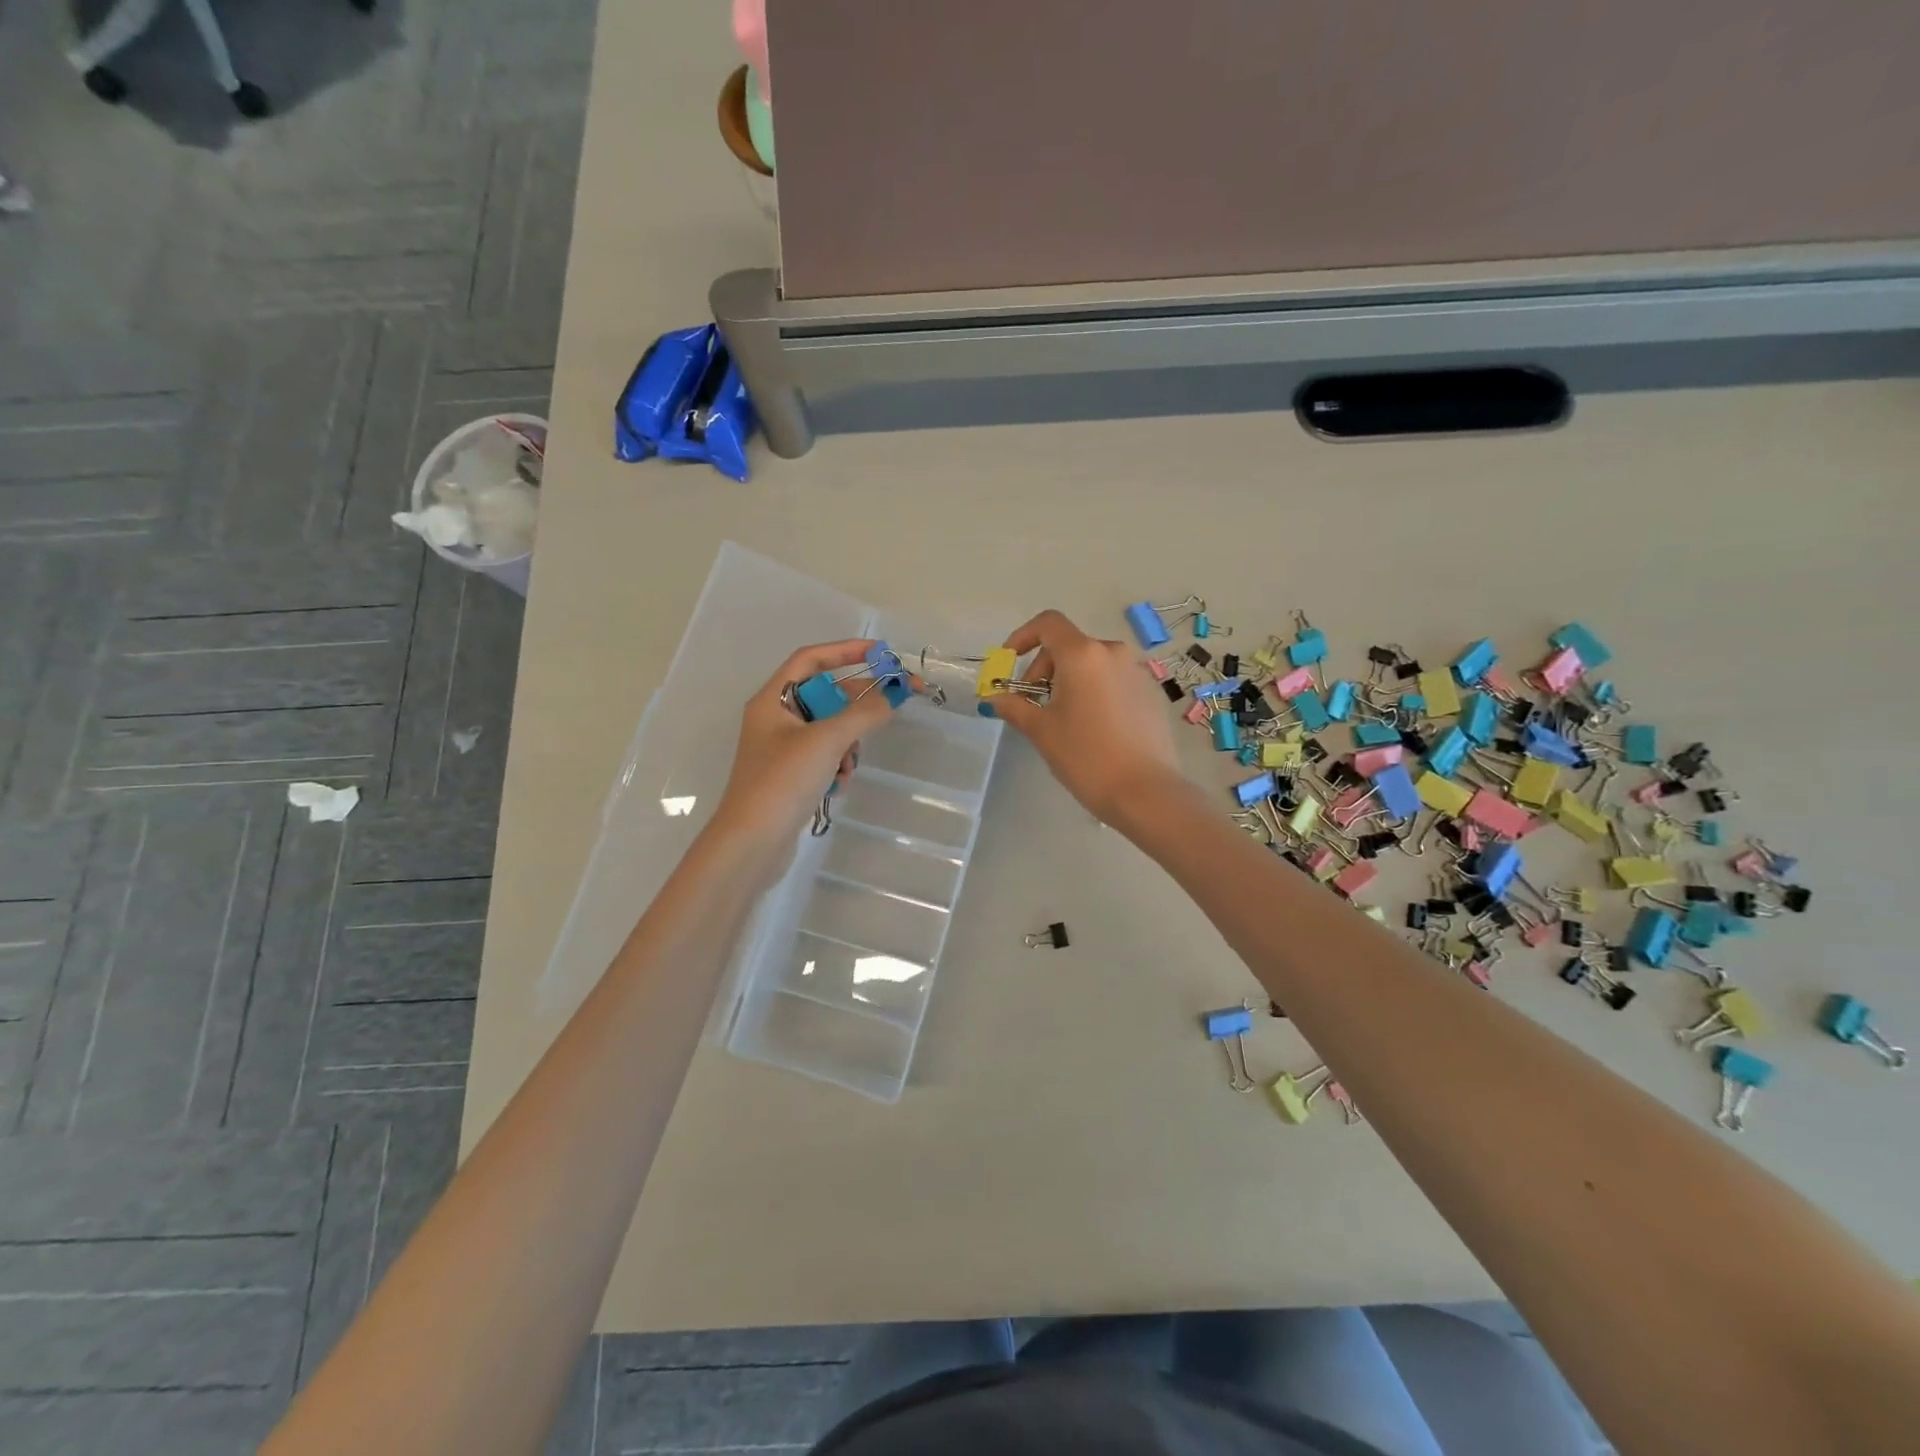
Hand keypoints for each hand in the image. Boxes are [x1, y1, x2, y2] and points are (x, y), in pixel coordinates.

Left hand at [707, 640, 902, 872]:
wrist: (752, 843)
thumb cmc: (783, 782)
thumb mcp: (827, 741)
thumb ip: (863, 713)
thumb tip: (893, 694)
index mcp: (773, 699)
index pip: (811, 659)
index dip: (846, 651)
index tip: (881, 655)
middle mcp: (775, 719)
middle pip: (825, 696)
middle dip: (855, 707)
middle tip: (893, 707)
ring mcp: (782, 749)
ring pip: (829, 729)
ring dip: (847, 744)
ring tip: (847, 765)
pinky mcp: (791, 776)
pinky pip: (824, 756)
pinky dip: (837, 766)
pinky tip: (837, 785)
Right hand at [986, 610, 1188, 830]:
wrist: (1146, 792)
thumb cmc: (1086, 756)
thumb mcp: (1042, 731)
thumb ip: (1015, 707)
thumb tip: (994, 698)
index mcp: (1083, 654)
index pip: (1048, 623)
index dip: (1023, 636)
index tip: (1009, 662)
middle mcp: (1113, 652)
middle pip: (1069, 645)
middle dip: (1043, 668)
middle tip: (1032, 704)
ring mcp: (1137, 671)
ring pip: (1092, 663)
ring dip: (1069, 680)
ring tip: (1061, 718)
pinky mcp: (1151, 692)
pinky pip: (1113, 680)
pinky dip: (1094, 691)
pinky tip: (1092, 727)